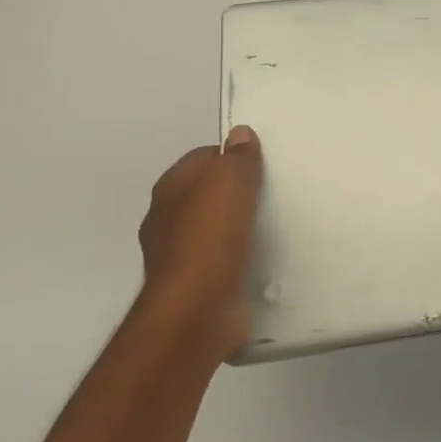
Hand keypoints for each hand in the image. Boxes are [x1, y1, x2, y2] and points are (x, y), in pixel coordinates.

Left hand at [137, 125, 263, 364]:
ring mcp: (179, 255)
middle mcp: (167, 219)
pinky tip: (261, 258)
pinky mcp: (196, 285)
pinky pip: (221, 260)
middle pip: (207, 193)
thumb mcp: (230, 181)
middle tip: (272, 192)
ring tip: (273, 225)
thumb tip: (239, 133)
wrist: (197, 308)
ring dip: (237, 227)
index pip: (202, 158)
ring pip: (214, 228)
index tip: (261, 165)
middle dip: (235, 192)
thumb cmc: (211, 235)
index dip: (230, 157)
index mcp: (170, 188)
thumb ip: (237, 156)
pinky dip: (238, 257)